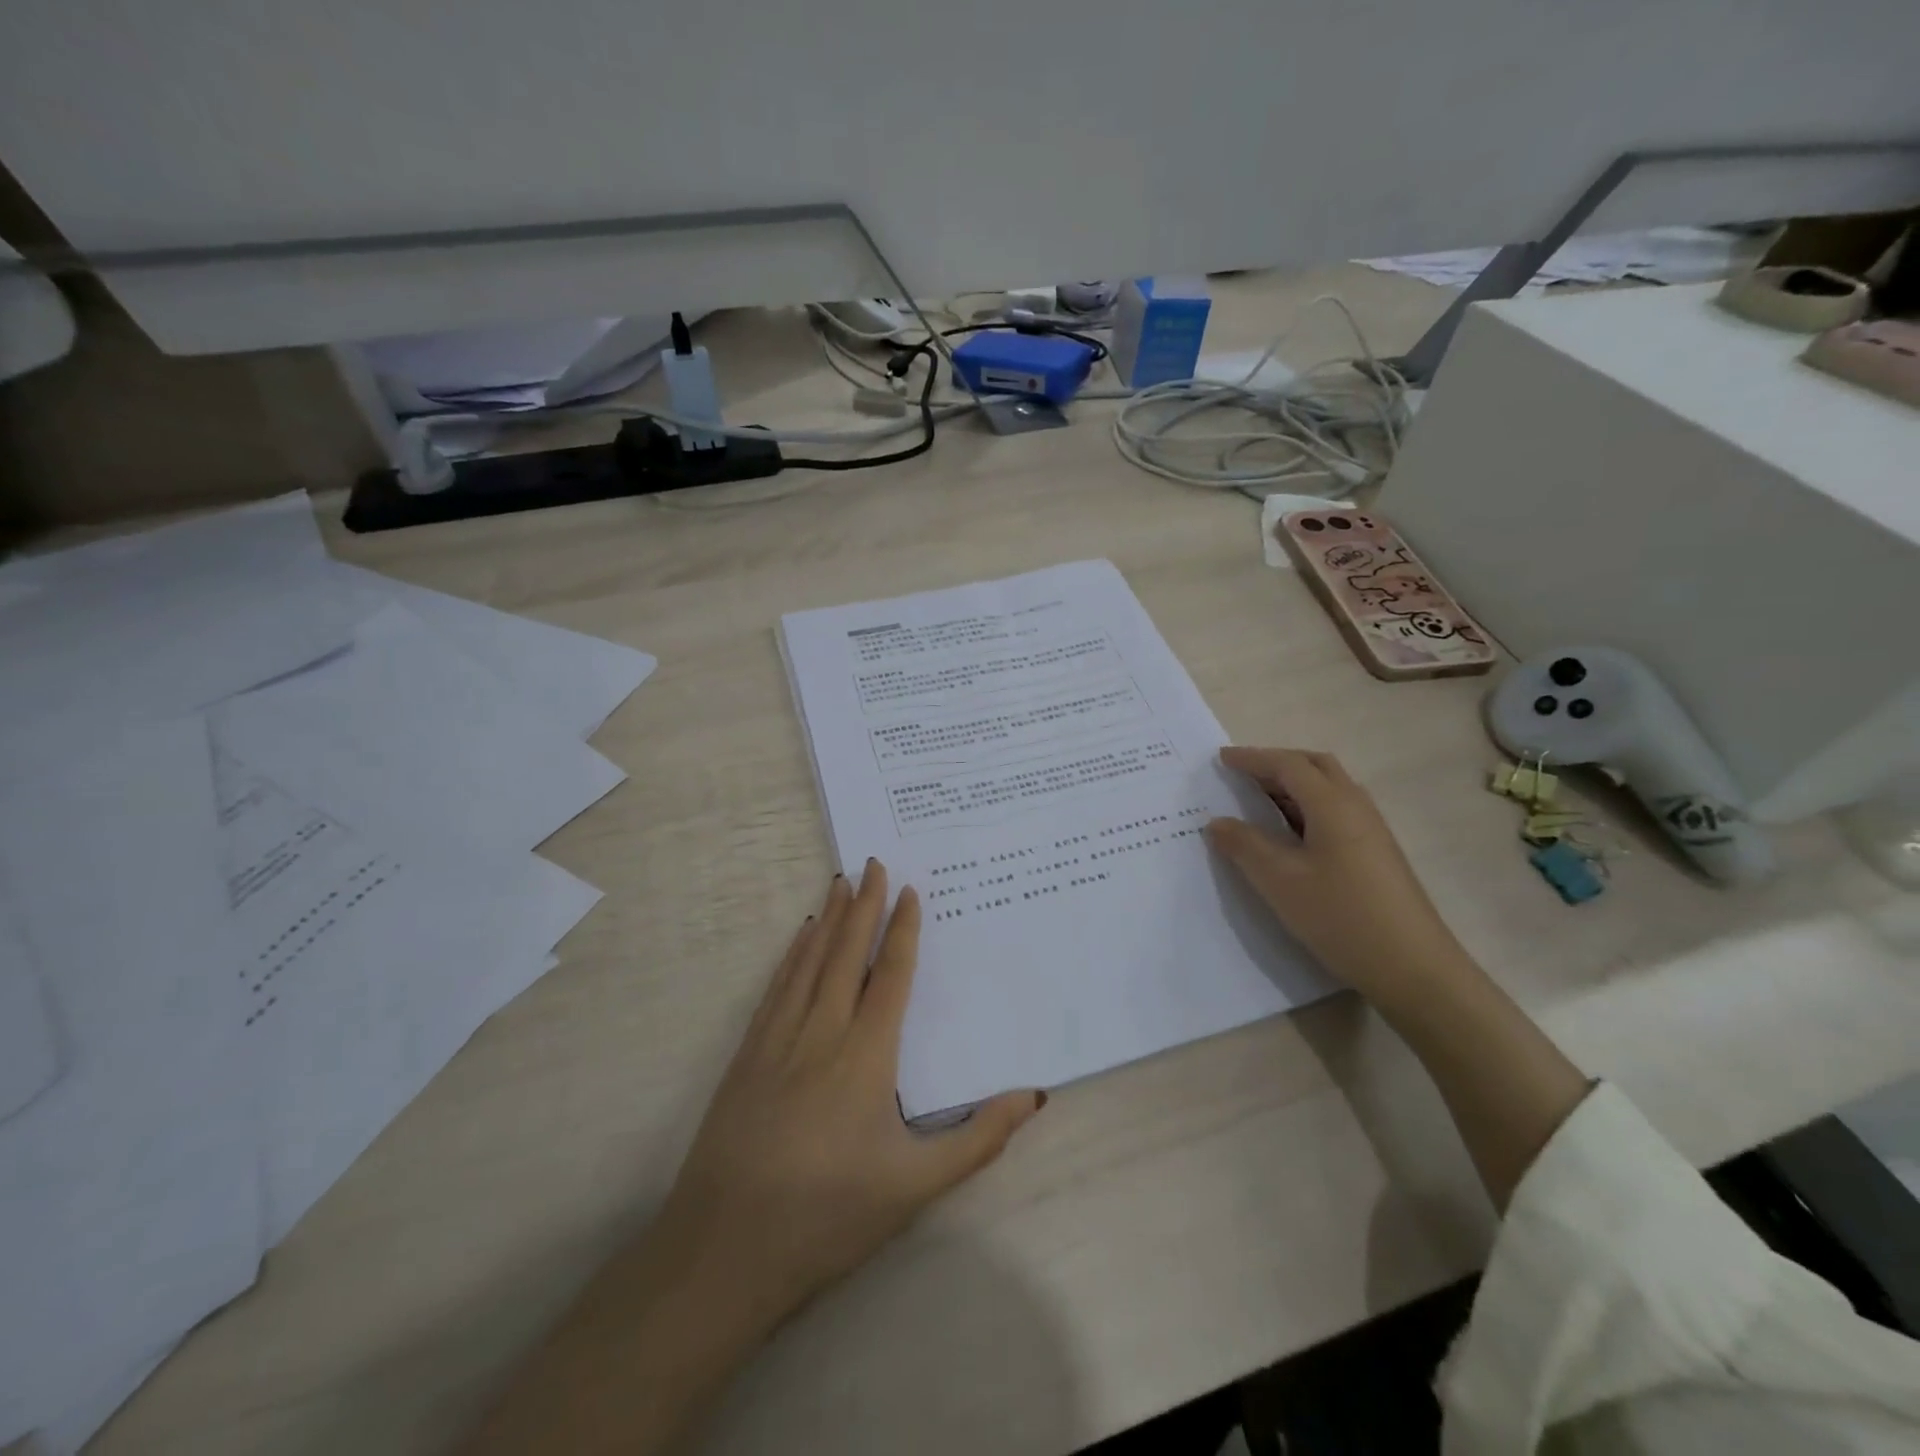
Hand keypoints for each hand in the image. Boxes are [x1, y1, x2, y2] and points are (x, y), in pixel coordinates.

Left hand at [651, 859, 1045, 1337]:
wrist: (724, 1251)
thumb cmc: (829, 1216)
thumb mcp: (916, 1186)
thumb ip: (979, 1138)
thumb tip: (1036, 1095)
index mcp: (866, 1055)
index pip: (889, 975)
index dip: (901, 929)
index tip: (908, 890)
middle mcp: (821, 1032)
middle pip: (845, 954)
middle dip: (862, 905)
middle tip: (872, 863)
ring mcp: (777, 1040)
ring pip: (808, 962)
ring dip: (827, 920)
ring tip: (839, 883)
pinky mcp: (747, 1055)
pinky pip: (776, 988)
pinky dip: (791, 955)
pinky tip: (798, 939)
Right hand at [1205, 747, 1474, 1010]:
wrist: (1413, 967)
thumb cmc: (1341, 916)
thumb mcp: (1280, 881)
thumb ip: (1245, 845)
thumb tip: (1218, 822)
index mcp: (1333, 805)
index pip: (1288, 766)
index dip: (1253, 759)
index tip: (1221, 759)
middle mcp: (1356, 807)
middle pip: (1315, 767)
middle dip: (1277, 763)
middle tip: (1242, 773)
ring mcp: (1371, 830)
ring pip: (1328, 789)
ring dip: (1293, 785)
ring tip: (1258, 801)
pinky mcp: (1375, 853)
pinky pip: (1335, 812)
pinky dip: (1305, 807)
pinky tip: (1289, 834)